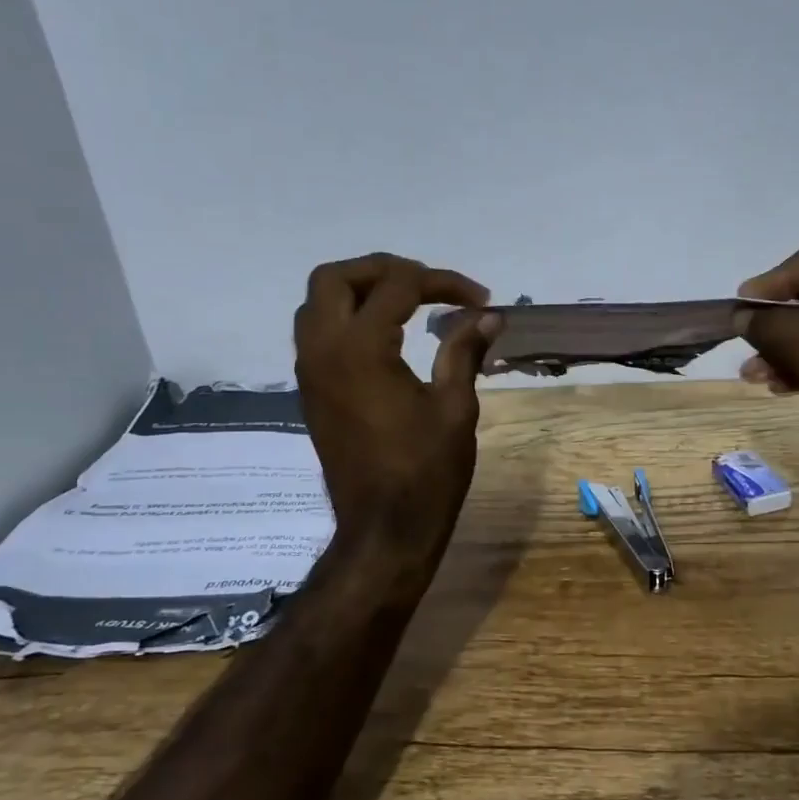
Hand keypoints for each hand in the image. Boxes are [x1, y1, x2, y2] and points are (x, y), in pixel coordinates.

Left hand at [294, 253, 498, 559]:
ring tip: (404, 303)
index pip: (398, 286)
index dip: (443, 283)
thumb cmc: (426, 471)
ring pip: (317, 304)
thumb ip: (464, 351)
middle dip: (383, 269)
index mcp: (361, 349)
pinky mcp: (310, 393)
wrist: (384, 530)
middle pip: (335, 278)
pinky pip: (317, 334)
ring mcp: (309, 372)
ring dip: (358, 291)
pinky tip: (385, 337)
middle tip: (426, 284)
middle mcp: (323, 350)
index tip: (479, 299)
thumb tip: (489, 315)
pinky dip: (346, 318)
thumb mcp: (455, 408)